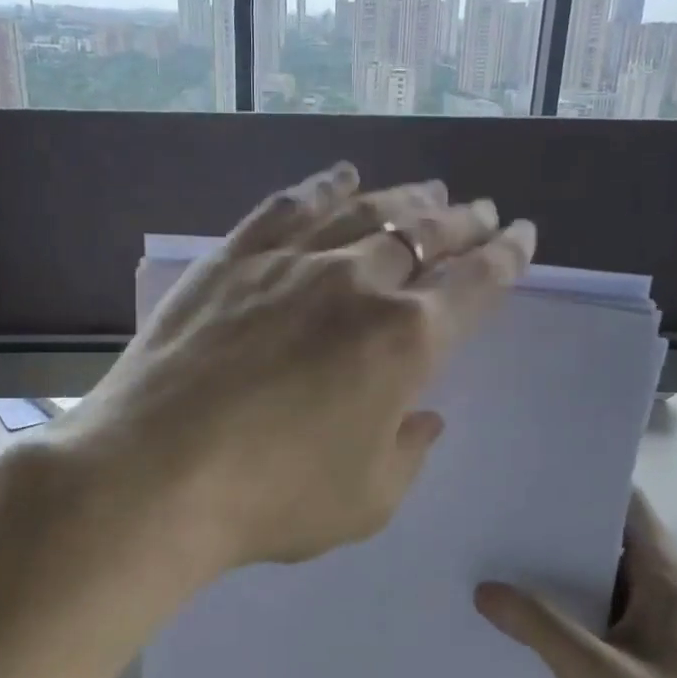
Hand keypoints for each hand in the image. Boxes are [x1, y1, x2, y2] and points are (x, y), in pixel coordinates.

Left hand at [68, 163, 535, 574]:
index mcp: (405, 342)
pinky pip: (290, 207)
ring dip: (405, 198)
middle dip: (462, 222)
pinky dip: (323, 186)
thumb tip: (424, 416)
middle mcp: (358, 284)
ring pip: (365, 211)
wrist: (154, 475)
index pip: (474, 285)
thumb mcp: (368, 500)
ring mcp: (292, 262)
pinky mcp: (235, 258)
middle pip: (425, 236)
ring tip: (428, 190)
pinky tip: (339, 177)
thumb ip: (408, 451)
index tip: (522, 237)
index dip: (506, 258)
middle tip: (481, 212)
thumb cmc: (272, 498)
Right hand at [475, 489, 676, 677]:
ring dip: (550, 576)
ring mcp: (646, 638)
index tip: (530, 468)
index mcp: (663, 583)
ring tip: (488, 557)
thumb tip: (485, 588)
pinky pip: (588, 627)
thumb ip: (539, 625)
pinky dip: (555, 617)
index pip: (627, 507)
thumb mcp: (596, 675)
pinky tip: (510, 622)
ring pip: (592, 588)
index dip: (584, 481)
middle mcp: (657, 600)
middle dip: (552, 527)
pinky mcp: (633, 672)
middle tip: (493, 510)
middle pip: (603, 543)